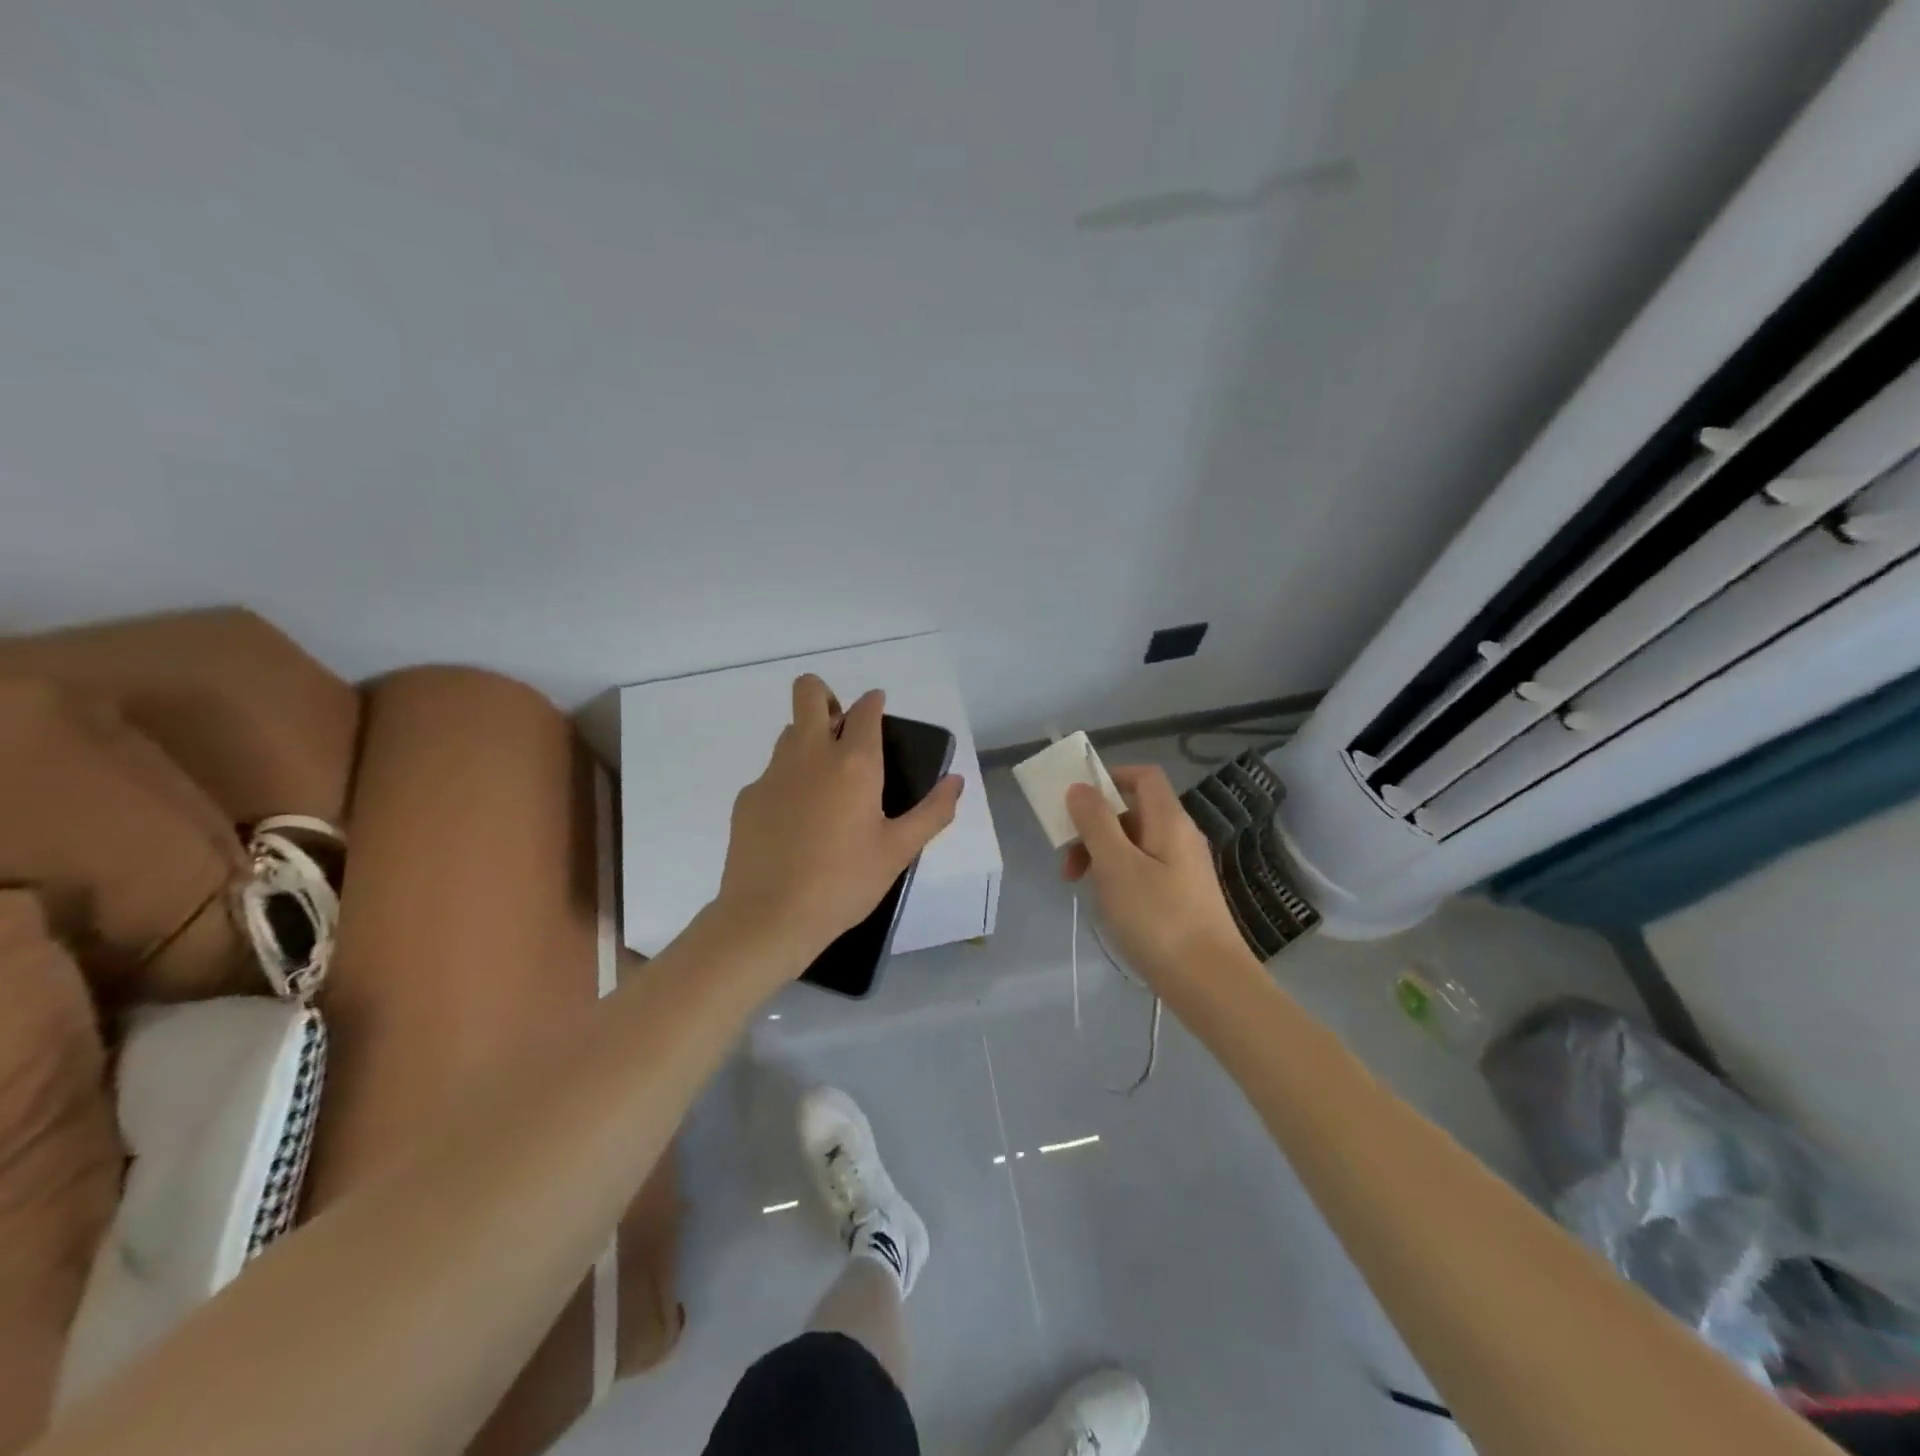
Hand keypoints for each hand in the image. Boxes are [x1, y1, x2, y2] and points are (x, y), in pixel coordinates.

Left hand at [715, 675, 962, 972]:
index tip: (879, 711)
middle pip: (809, 692)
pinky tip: (796, 824)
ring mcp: (773, 773)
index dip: (874, 703)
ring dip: (808, 740)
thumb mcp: (899, 851)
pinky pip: (772, 773)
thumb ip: (933, 812)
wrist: (769, 917)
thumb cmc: (844, 883)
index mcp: (854, 763)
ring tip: (825, 785)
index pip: (865, 709)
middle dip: (825, 696)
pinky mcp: (748, 797)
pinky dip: (788, 783)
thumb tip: (956, 781)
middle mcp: (810, 754)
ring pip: (789, 732)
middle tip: (841, 731)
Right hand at [1063, 764, 1252, 994]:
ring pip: (1135, 844)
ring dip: (1102, 854)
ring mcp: (1184, 869)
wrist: (1210, 983)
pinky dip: (1119, 876)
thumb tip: (1080, 788)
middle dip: (1095, 826)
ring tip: (1080, 886)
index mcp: (1169, 821)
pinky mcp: (1183, 897)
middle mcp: (1181, 837)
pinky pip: (1144, 870)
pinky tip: (1108, 905)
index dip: (1110, 777)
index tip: (1076, 800)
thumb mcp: (1116, 866)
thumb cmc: (1158, 918)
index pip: (1143, 777)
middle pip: (1134, 812)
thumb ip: (1095, 823)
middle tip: (1068, 859)